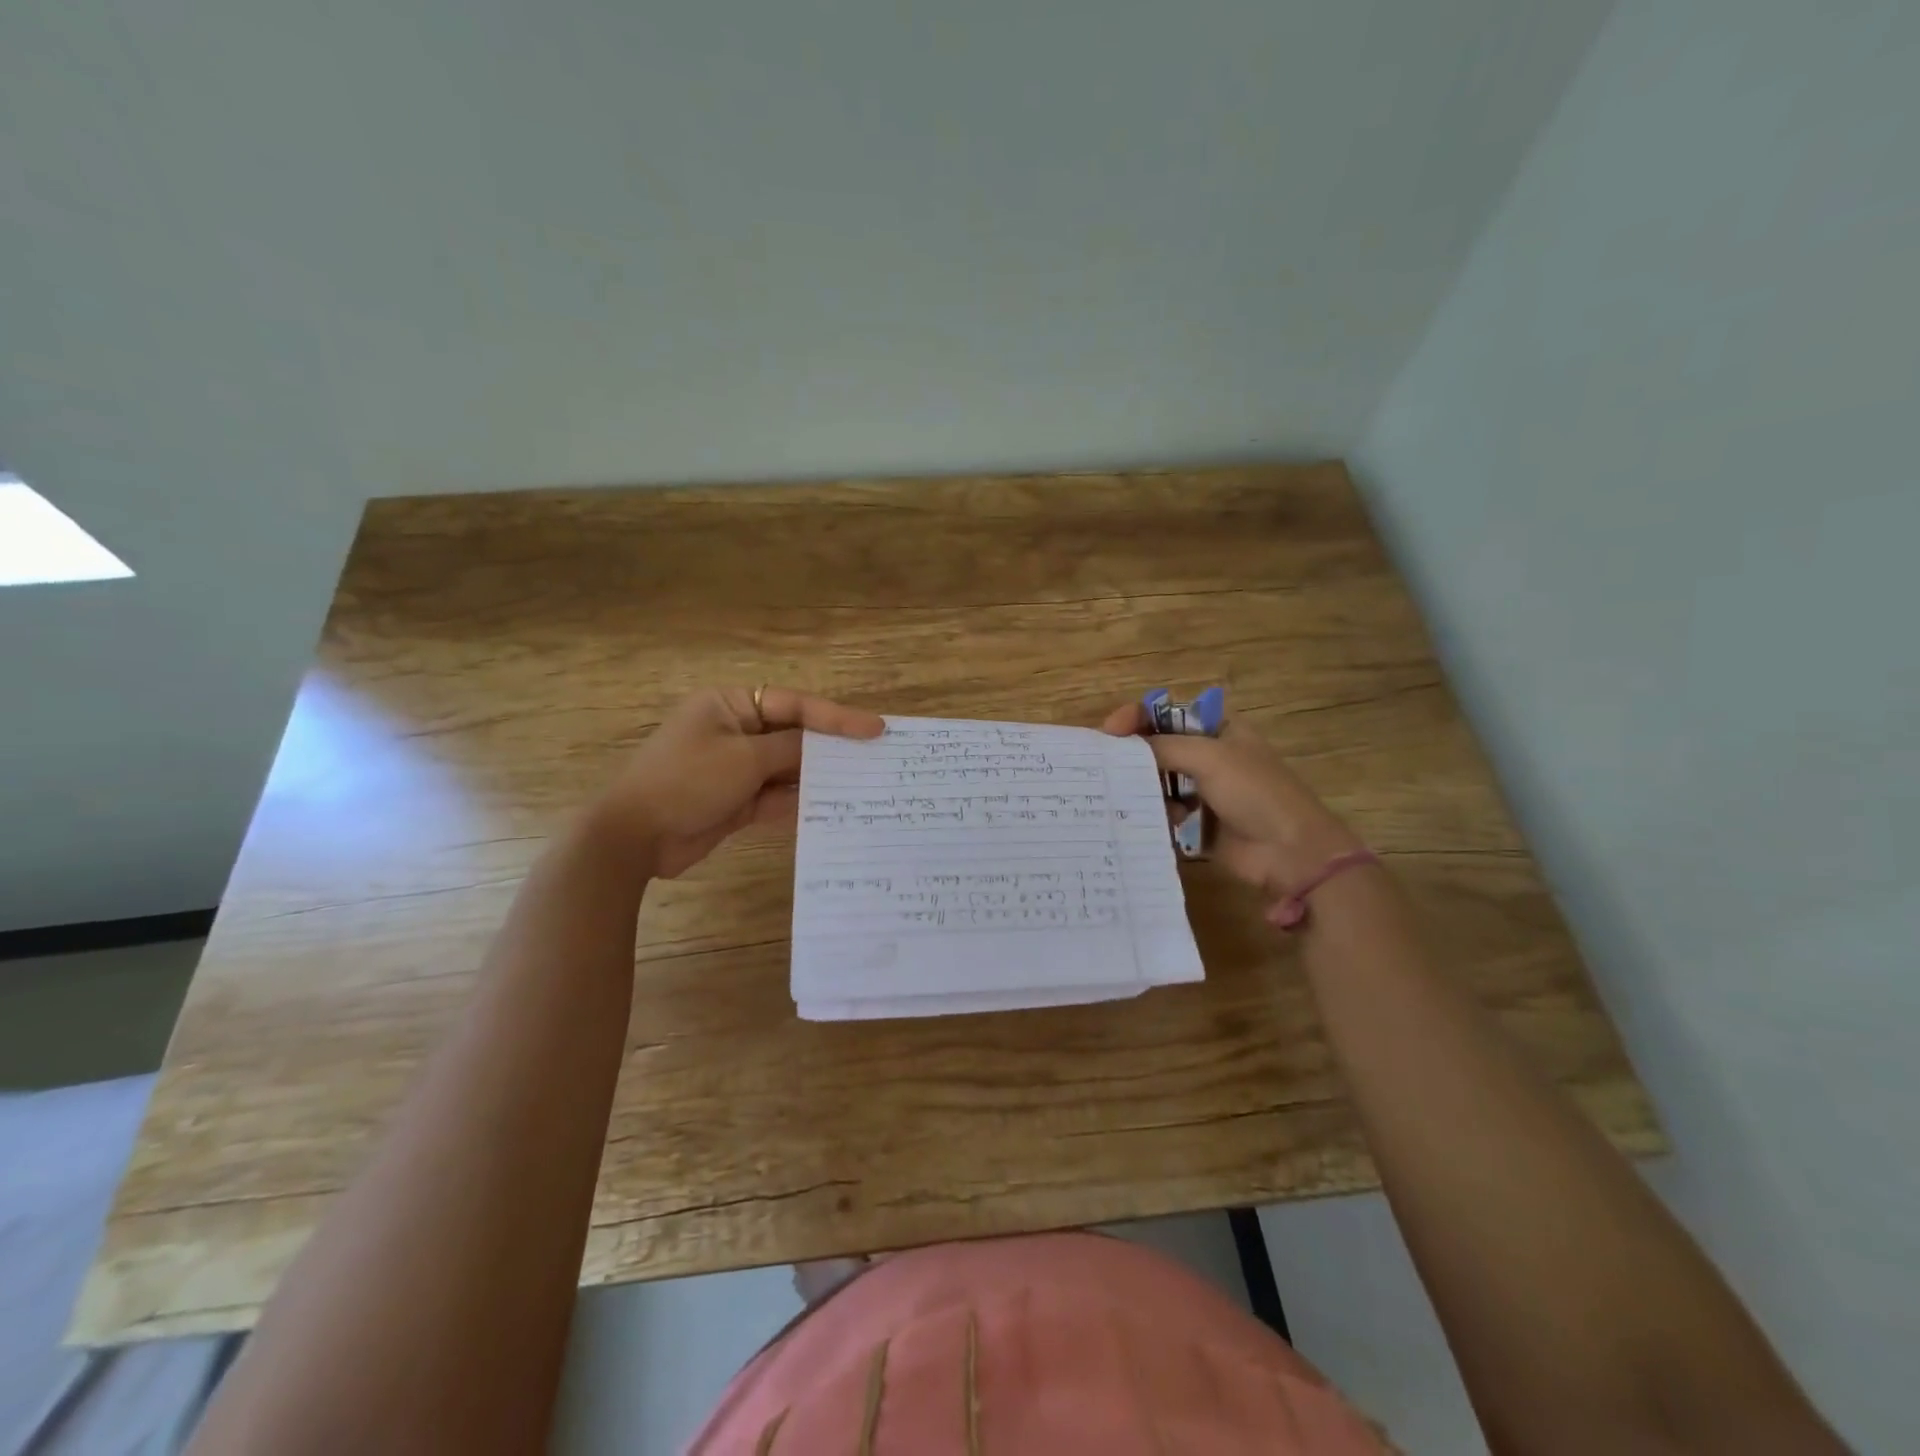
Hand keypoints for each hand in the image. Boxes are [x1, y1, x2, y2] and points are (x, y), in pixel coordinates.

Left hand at [595, 687, 883, 878]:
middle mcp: (735, 731)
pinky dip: (798, 802)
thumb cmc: (687, 781)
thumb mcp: (744, 759)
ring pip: (787, 768)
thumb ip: (791, 749)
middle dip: (830, 748)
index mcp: (729, 705)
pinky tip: (830, 808)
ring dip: (817, 777)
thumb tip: (824, 747)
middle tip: (874, 756)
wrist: (633, 837)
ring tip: (861, 783)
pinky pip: (776, 796)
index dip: (837, 717)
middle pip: (793, 735)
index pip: (794, 705)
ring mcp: (735, 767)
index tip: (875, 728)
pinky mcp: (736, 800)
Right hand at [1100, 700, 1364, 897]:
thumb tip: (1119, 745)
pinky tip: (1152, 821)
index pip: (1166, 713)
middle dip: (1132, 755)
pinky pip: (1163, 812)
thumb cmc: (1255, 792)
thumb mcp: (1209, 757)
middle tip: (1103, 766)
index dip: (1137, 717)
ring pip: (1157, 781)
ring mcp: (1202, 791)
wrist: (1290, 852)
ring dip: (1142, 788)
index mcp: (1217, 729)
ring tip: (1125, 796)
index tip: (1110, 731)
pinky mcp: (1197, 823)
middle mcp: (1208, 756)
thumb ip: (1162, 746)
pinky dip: (1154, 814)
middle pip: (1158, 747)